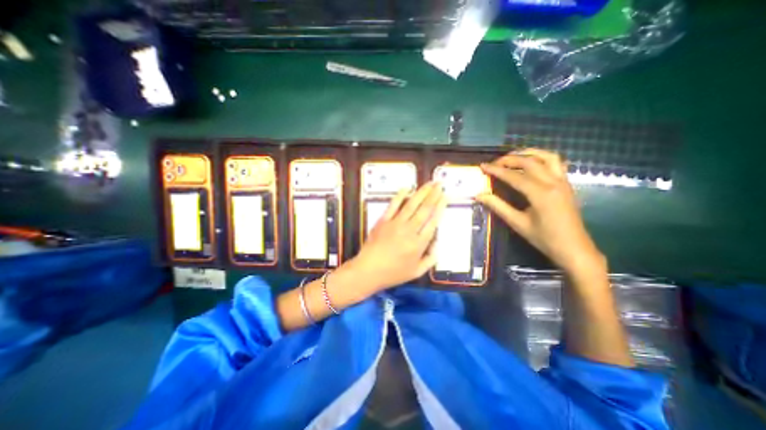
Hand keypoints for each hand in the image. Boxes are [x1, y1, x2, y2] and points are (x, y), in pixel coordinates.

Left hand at [352, 181, 449, 292]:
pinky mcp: (383, 220)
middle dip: (434, 195)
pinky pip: (393, 205)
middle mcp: (410, 230)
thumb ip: (431, 258)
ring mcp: (395, 223)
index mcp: (419, 243)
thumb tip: (437, 243)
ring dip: (421, 192)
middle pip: (424, 209)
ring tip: (429, 183)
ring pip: (412, 204)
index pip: (433, 221)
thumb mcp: (417, 272)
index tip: (445, 197)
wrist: (368, 270)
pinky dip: (400, 196)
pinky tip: (407, 188)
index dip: (440, 207)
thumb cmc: (393, 273)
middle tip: (439, 184)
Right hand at [476, 150, 604, 273]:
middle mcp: (553, 182)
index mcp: (540, 193)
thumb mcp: (518, 223)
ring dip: (528, 153)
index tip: (483, 166)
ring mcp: (563, 181)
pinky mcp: (566, 184)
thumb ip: (498, 206)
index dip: (496, 170)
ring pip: (547, 156)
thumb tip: (480, 196)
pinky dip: (541, 158)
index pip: (514, 176)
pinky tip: (532, 163)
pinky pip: (556, 163)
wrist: (574, 249)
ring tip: (513, 156)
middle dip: (509, 159)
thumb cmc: (544, 238)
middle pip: (529, 161)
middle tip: (494, 163)